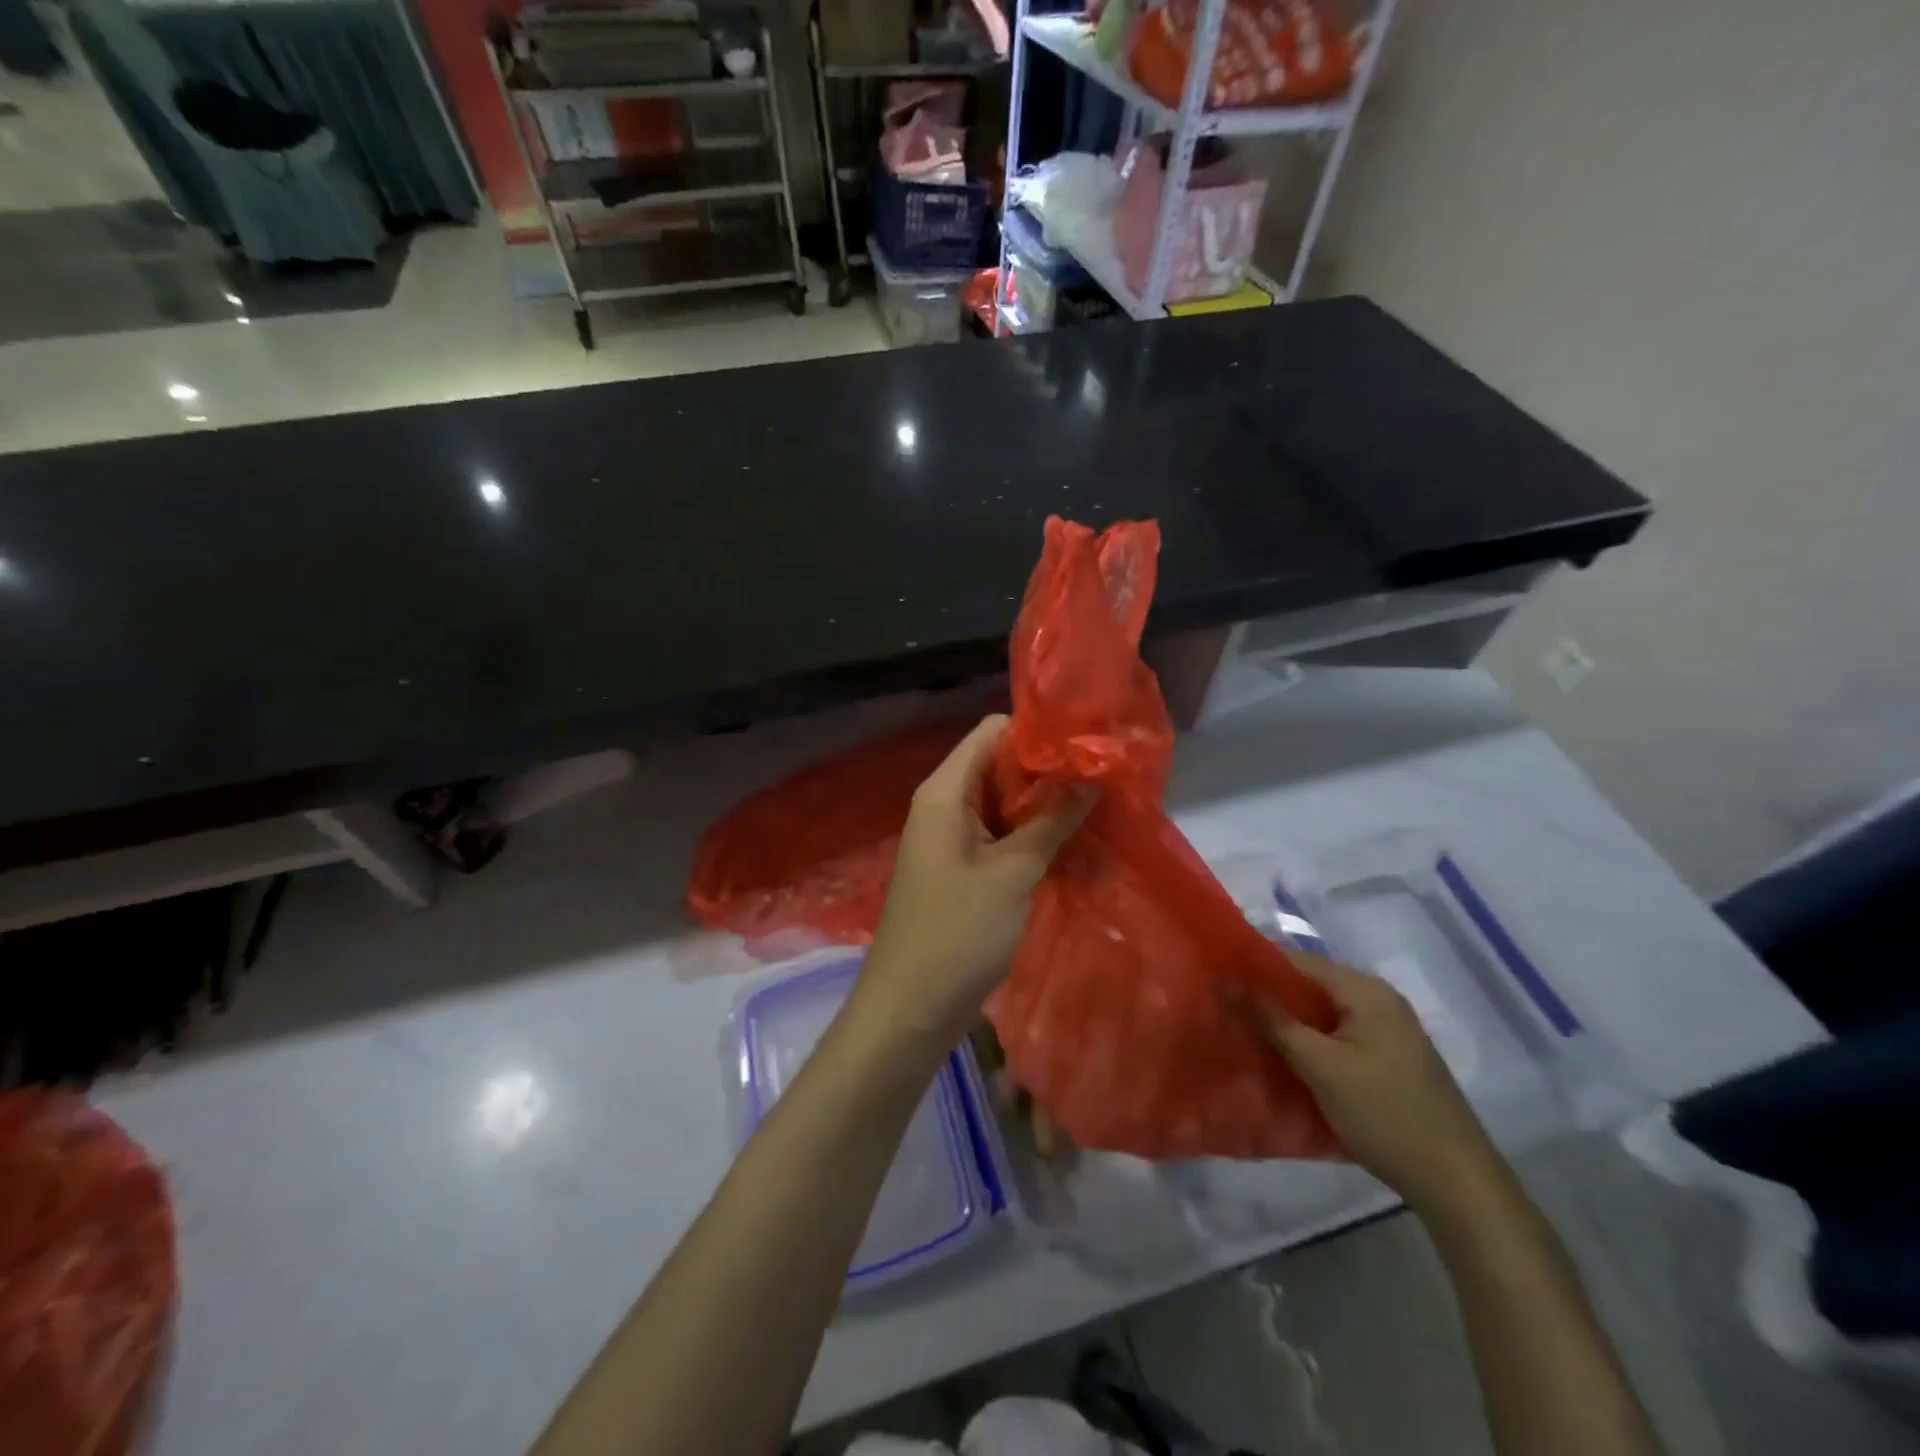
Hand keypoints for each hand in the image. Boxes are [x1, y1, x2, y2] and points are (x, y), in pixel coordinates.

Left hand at [854, 715, 1093, 1047]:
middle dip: (1049, 773)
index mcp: (945, 791)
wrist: (909, 1009)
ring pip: (1004, 805)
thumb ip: (1053, 819)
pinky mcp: (961, 870)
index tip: (1087, 747)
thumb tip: (1092, 775)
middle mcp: (944, 805)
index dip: (1038, 734)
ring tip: (1099, 811)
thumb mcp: (1013, 872)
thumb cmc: (958, 932)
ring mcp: (951, 839)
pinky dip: (1031, 838)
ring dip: (1045, 809)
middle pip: (1000, 766)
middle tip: (1104, 782)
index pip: (992, 732)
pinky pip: (1000, 837)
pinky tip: (1074, 847)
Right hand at [1245, 951, 1503, 1208]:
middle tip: (1223, 1007)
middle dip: (1267, 996)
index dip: (1254, 965)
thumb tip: (1223, 979)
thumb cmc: (1384, 1113)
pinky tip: (1283, 1058)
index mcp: (1365, 989)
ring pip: (1321, 1013)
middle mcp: (1378, 999)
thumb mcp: (1319, 1064)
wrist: (1457, 1183)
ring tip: (1243, 1031)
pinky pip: (1337, 1035)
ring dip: (1286, 1021)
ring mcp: (1387, 1030)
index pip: (1296, 959)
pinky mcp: (1389, 1058)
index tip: (1214, 976)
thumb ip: (1270, 1018)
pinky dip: (1309, 1041)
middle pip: (1309, 984)